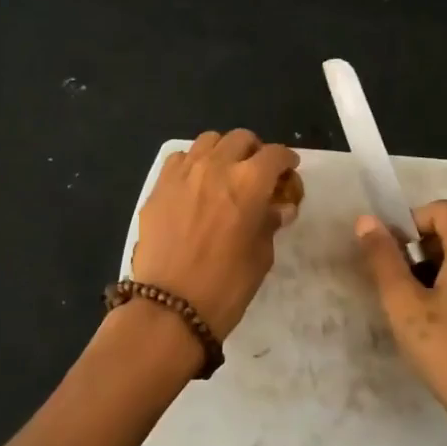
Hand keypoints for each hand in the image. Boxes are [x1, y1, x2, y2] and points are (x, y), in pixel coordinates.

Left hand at [132, 129, 299, 339]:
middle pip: (240, 139)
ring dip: (223, 152)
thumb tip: (278, 208)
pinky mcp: (158, 187)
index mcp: (249, 182)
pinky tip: (196, 185)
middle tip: (258, 172)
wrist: (170, 306)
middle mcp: (216, 166)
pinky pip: (179, 159)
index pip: (275, 155)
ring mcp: (182, 173)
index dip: (286, 161)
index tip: (288, 171)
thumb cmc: (226, 285)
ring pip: (208, 141)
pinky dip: (193, 164)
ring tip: (225, 173)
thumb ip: (270, 223)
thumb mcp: (261, 256)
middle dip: (254, 151)